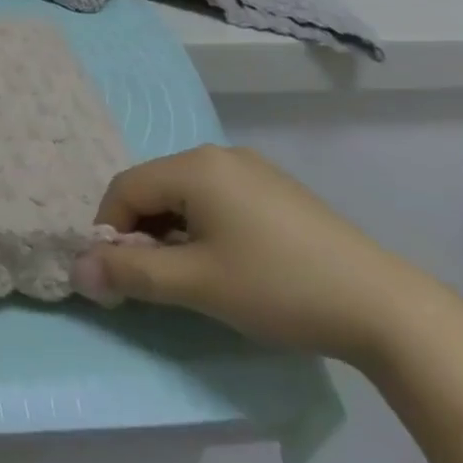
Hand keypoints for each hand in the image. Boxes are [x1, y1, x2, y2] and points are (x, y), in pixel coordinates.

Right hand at [73, 144, 446, 364]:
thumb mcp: (196, 284)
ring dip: (172, 232)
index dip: (109, 230)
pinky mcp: (276, 190)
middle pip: (155, 187)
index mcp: (194, 165)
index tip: (116, 277)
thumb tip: (78, 269)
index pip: (125, 187)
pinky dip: (204, 227)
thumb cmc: (277, 287)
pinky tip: (228, 264)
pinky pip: (218, 199)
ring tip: (191, 277)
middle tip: (152, 281)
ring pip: (186, 194)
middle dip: (142, 232)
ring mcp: (252, 169)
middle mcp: (218, 154)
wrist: (384, 308)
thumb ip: (131, 273)